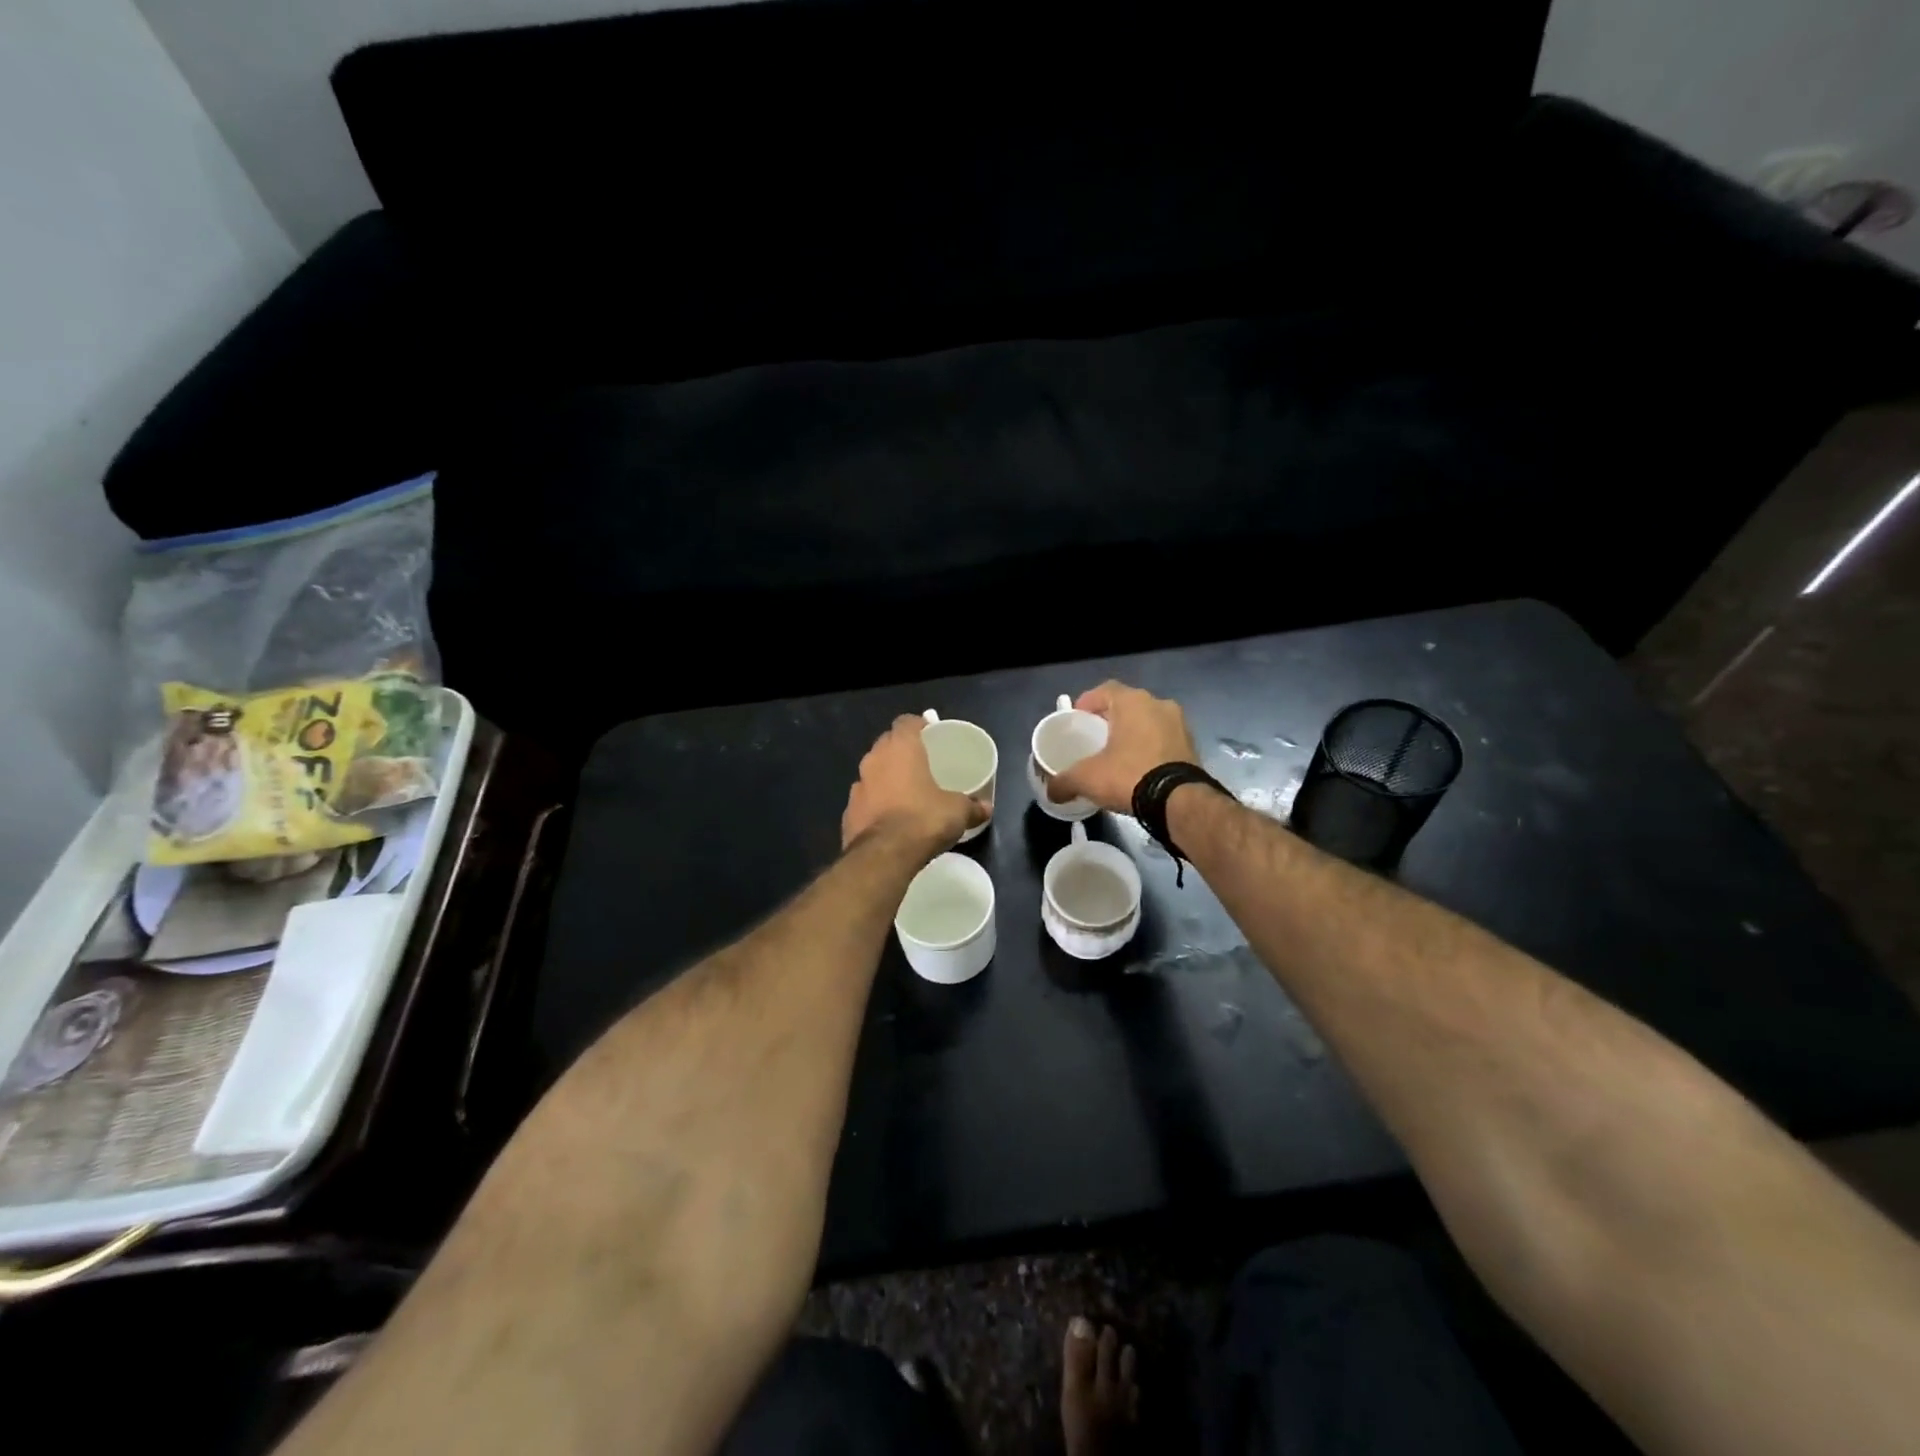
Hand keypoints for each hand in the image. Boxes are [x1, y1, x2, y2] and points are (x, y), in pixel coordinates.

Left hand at [842, 715, 987, 851]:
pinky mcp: (848, 812)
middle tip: (921, 763)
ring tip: (905, 792)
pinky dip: (875, 804)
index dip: (918, 726)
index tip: (930, 735)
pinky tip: (889, 818)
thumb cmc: (924, 819)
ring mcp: (857, 786)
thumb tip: (987, 808)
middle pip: (886, 744)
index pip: (905, 722)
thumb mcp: (957, 811)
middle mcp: (874, 760)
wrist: (884, 855)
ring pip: (873, 772)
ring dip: (886, 778)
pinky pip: (865, 800)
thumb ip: (972, 806)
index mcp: (900, 748)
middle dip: (901, 751)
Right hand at [1047, 681, 1198, 812]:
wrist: (1179, 801)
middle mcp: (1159, 705)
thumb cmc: (1129, 775)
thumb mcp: (1087, 778)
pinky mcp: (1192, 746)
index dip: (1088, 702)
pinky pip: (1163, 740)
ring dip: (1133, 733)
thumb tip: (1051, 791)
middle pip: (1127, 705)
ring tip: (1117, 754)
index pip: (1105, 690)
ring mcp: (1180, 725)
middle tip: (1095, 737)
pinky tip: (1139, 767)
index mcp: (1133, 702)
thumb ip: (1064, 781)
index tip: (1077, 718)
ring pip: (1148, 722)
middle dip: (1110, 719)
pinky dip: (1150, 748)